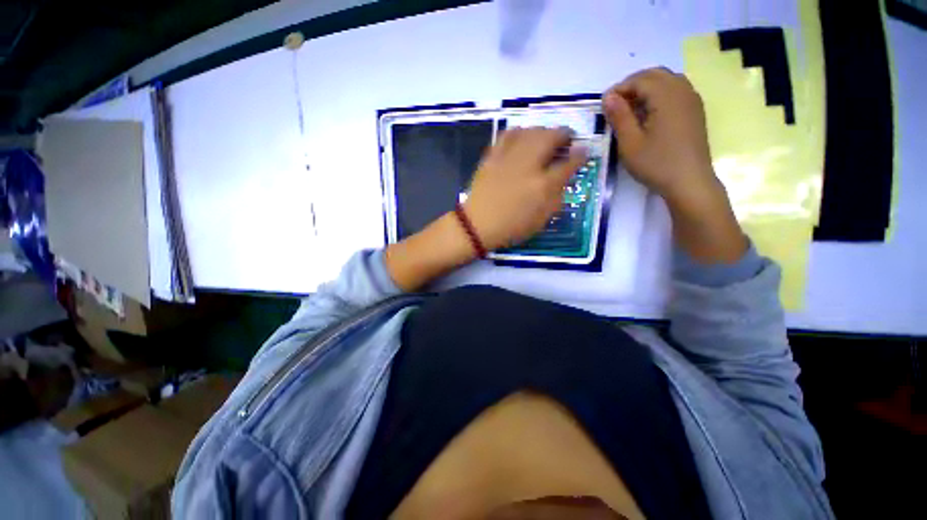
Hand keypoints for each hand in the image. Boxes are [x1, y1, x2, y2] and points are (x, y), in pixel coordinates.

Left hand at [463, 127, 586, 250]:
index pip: (569, 164)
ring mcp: (508, 159)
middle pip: (551, 137)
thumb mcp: (540, 221)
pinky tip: (521, 136)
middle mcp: (528, 166)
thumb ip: (556, 199)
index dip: (580, 155)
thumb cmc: (511, 227)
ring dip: (543, 131)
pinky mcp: (492, 157)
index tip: (584, 151)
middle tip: (567, 138)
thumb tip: (564, 180)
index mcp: (543, 186)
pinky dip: (518, 132)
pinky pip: (507, 135)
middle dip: (564, 134)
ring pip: (530, 132)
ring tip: (545, 137)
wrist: (477, 225)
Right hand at [602, 67, 719, 210]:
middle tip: (615, 105)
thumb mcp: (630, 143)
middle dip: (632, 84)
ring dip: (646, 88)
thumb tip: (608, 96)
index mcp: (666, 97)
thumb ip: (619, 116)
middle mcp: (682, 91)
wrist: (689, 181)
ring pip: (667, 80)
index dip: (619, 88)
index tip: (603, 104)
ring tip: (630, 108)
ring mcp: (692, 100)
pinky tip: (649, 113)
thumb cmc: (656, 164)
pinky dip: (659, 94)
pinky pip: (676, 90)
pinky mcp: (695, 111)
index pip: (640, 80)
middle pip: (655, 74)